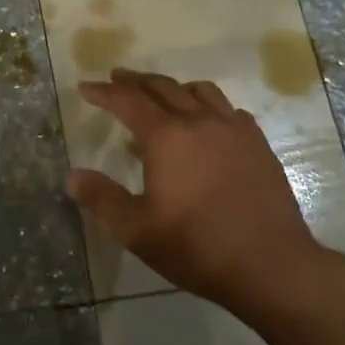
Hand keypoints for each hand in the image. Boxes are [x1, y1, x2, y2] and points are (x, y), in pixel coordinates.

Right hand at [66, 69, 338, 315]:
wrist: (272, 266)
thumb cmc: (197, 247)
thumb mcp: (136, 230)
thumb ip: (101, 198)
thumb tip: (72, 176)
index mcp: (165, 136)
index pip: (127, 101)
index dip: (103, 92)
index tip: (86, 87)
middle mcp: (198, 121)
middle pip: (162, 87)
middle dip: (135, 81)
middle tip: (117, 79)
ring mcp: (233, 130)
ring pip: (199, 91)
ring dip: (174, 87)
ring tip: (162, 95)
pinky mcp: (258, 145)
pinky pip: (229, 110)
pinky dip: (209, 107)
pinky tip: (209, 124)